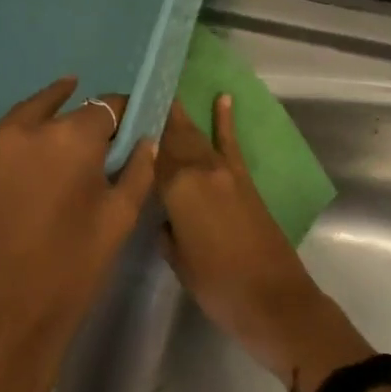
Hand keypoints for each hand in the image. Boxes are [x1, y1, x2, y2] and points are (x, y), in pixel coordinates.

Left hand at [0, 72, 157, 391]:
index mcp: (72, 141)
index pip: (106, 111)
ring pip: (20, 116)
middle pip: (62, 111)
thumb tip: (145, 140)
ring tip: (56, 110)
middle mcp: (26, 131)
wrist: (1, 327)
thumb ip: (137, 174)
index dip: (121, 118)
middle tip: (94, 141)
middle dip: (83, 122)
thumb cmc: (69, 276)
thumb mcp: (118, 224)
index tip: (128, 127)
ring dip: (42, 113)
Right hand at [156, 96, 371, 391]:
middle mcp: (199, 169)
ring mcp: (224, 171)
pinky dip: (226, 120)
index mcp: (177, 188)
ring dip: (180, 115)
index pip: (149, 154)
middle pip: (172, 137)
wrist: (273, 299)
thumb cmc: (217, 285)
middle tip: (135, 95)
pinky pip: (231, 143)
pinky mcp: (244, 179)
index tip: (117, 115)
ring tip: (163, 92)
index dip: (133, 135)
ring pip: (196, 136)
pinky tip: (223, 98)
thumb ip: (165, 227)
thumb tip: (163, 213)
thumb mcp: (177, 259)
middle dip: (154, 115)